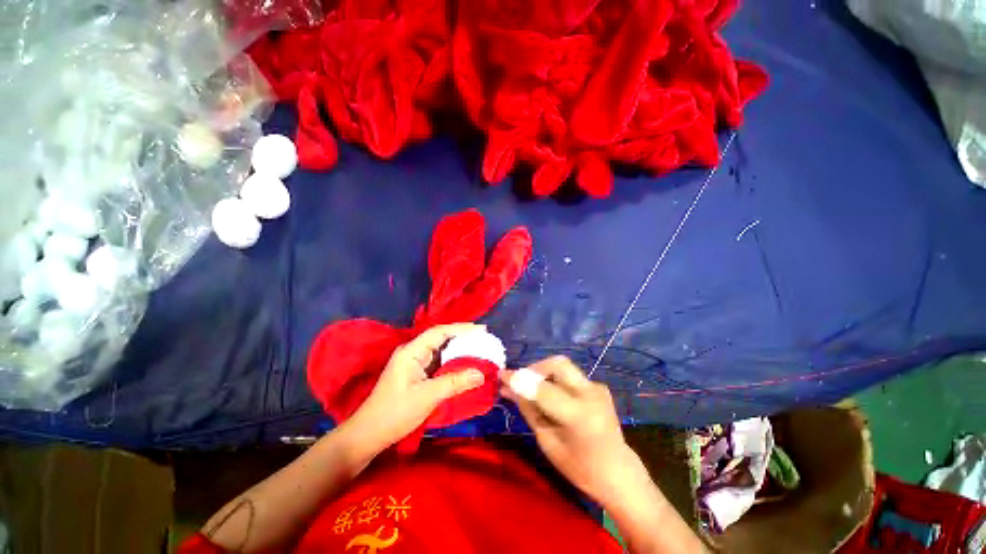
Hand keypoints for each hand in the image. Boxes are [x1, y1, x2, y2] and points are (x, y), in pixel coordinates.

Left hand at [351, 323, 486, 449]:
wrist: (369, 434)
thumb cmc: (396, 412)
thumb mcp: (428, 396)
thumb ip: (455, 382)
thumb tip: (481, 374)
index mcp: (412, 351)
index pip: (439, 332)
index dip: (461, 328)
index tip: (481, 329)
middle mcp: (412, 352)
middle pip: (440, 338)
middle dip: (462, 337)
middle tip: (484, 339)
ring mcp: (413, 363)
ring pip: (440, 350)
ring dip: (458, 349)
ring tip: (478, 349)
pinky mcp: (416, 373)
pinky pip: (438, 362)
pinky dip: (452, 362)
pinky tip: (464, 365)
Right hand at [500, 356, 645, 503]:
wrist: (618, 472)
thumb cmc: (579, 467)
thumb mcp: (547, 442)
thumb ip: (529, 410)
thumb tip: (508, 389)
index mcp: (579, 415)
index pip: (542, 389)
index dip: (519, 379)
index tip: (501, 375)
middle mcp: (591, 394)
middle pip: (557, 364)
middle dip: (535, 368)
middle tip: (521, 381)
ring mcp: (597, 388)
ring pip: (563, 366)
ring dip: (544, 373)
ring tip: (532, 389)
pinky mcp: (598, 386)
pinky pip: (570, 375)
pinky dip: (555, 380)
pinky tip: (552, 396)